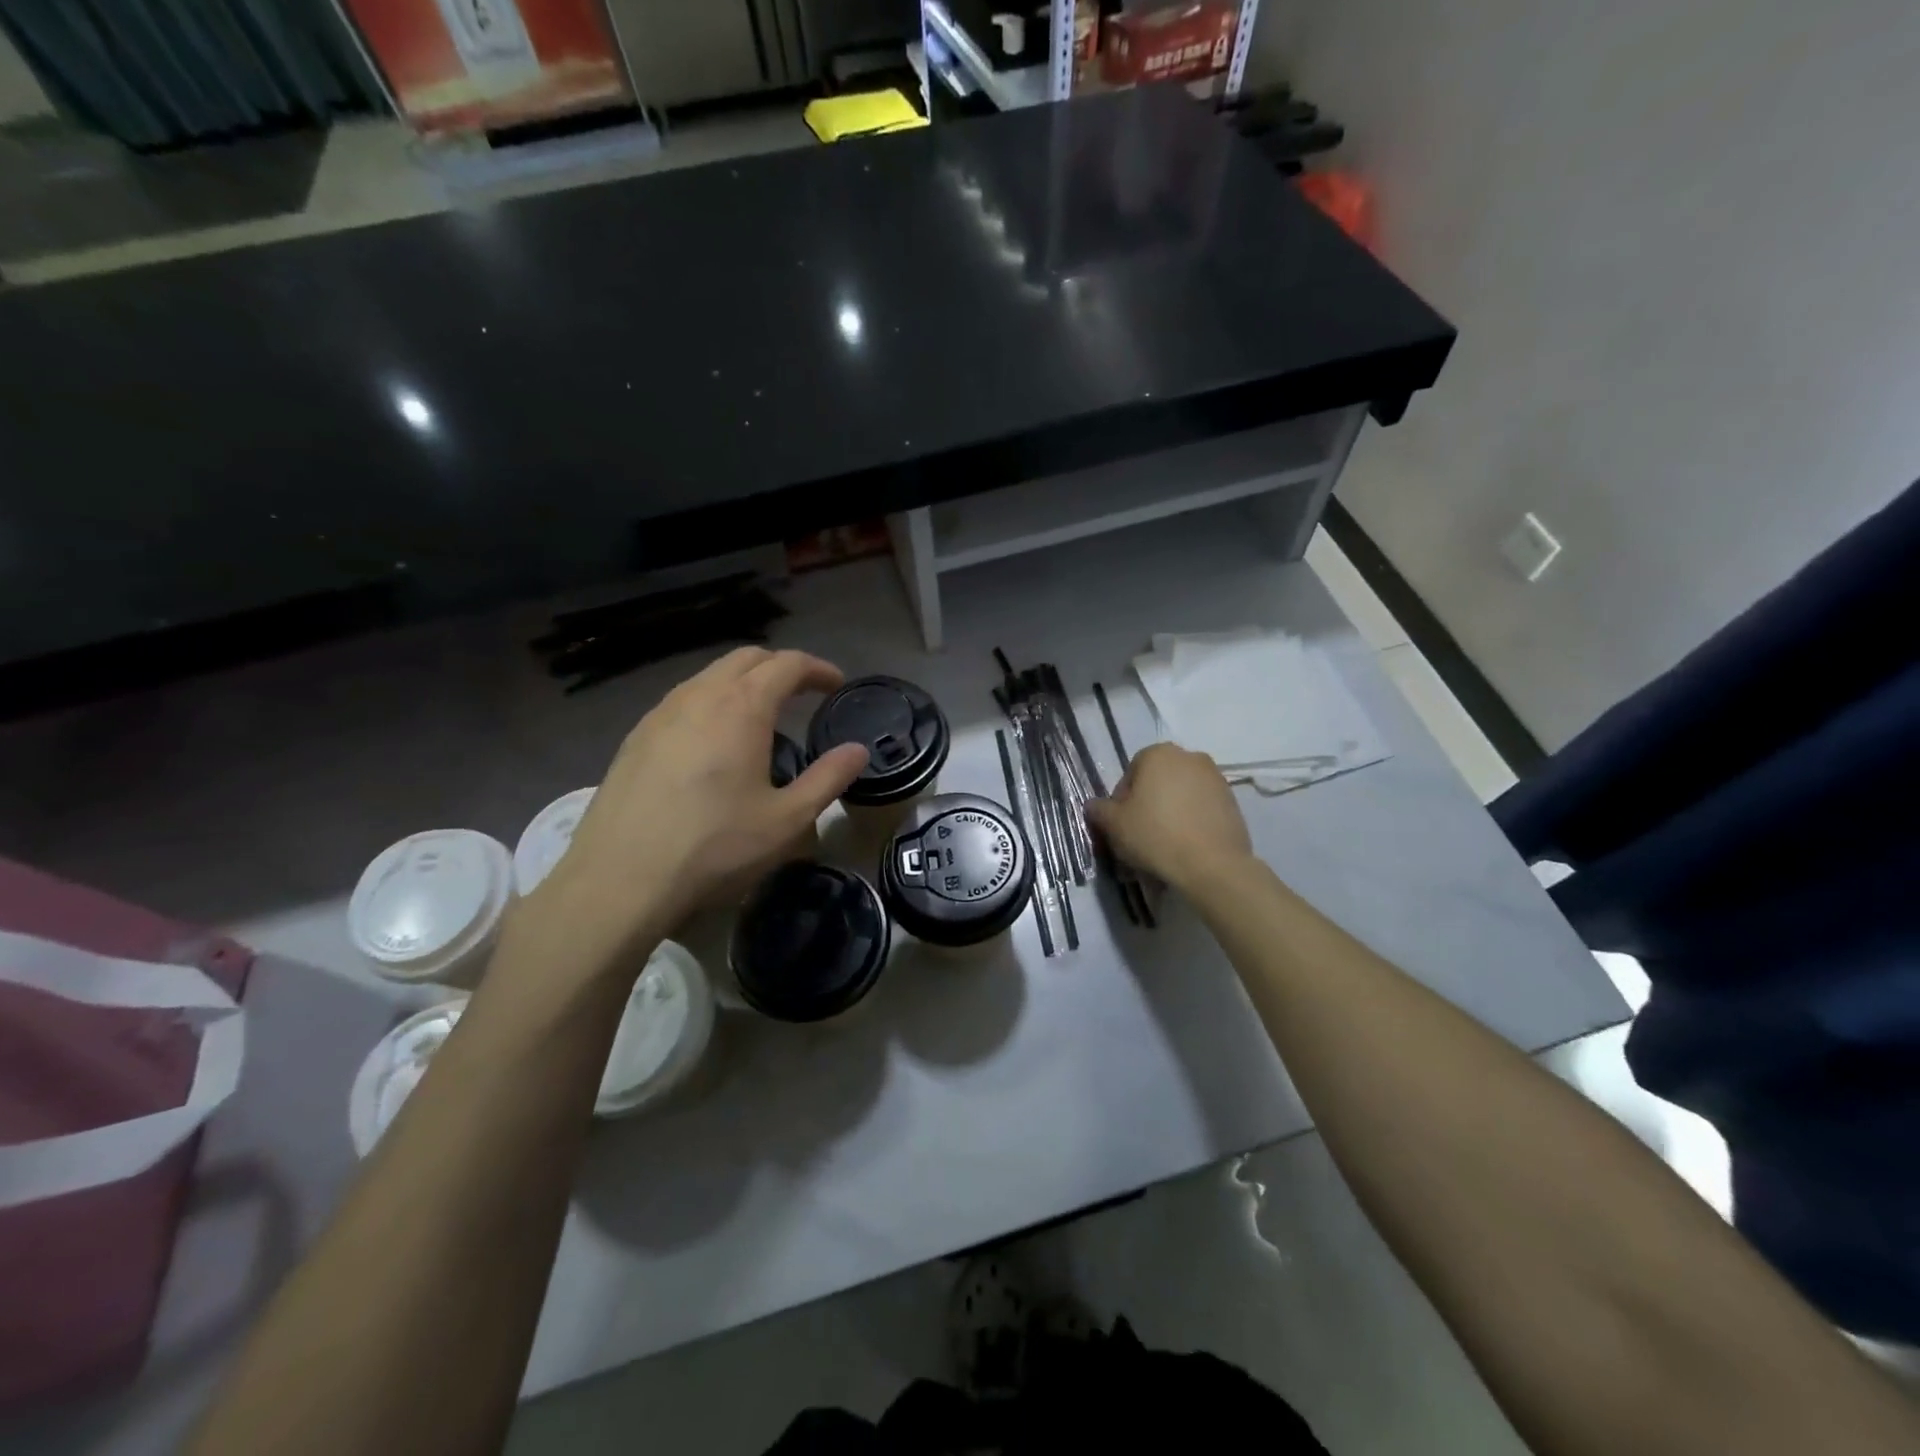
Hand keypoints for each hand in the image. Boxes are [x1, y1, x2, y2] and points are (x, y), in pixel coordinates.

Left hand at [520, 648, 867, 977]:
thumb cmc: (715, 846)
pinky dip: (711, 703)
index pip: (787, 664)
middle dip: (781, 667)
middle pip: (746, 658)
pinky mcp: (636, 737)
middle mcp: (699, 695)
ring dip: (743, 683)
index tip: (836, 685)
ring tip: (761, 717)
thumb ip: (829, 779)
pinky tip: (713, 743)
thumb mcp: (787, 819)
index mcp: (742, 706)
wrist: (620, 878)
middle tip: (803, 695)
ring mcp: (660, 713)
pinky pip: (683, 701)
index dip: (817, 669)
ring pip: (710, 676)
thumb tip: (858, 751)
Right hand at [1087, 743, 1252, 892]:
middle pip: (1157, 784)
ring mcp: (1216, 779)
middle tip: (1140, 838)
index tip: (1121, 827)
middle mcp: (1189, 757)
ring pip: (1180, 797)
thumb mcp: (1113, 824)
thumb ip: (1099, 810)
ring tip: (1162, 849)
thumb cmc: (1155, 835)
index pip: (1130, 775)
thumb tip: (1094, 806)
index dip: (1121, 803)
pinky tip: (1185, 849)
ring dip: (1169, 816)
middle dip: (1147, 807)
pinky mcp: (1233, 803)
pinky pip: (1201, 810)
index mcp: (1158, 754)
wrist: (1212, 865)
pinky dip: (1191, 824)